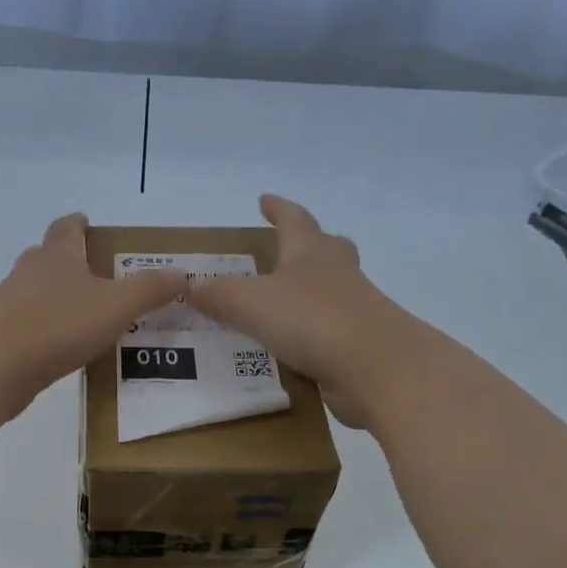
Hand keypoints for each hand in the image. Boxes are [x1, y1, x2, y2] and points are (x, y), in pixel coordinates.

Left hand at [0, 213, 184, 409]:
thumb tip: (182, 273)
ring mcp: (9, 304)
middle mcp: (29, 272)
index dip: (79, 224)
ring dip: (57, 298)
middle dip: (70, 262)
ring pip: (36, 292)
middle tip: (98, 275)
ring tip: (86, 316)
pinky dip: (46, 330)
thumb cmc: (57, 324)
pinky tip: (62, 349)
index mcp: (57, 256)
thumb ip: (149, 289)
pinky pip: (28, 325)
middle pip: (49, 257)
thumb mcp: (116, 306)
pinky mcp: (0, 336)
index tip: (88, 223)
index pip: (66, 227)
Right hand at [187, 195, 424, 426]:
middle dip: (309, 245)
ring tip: (282, 305)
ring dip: (310, 293)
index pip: (293, 219)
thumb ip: (217, 294)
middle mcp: (337, 274)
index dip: (277, 209)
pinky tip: (290, 349)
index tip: (264, 199)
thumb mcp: (249, 302)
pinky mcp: (360, 346)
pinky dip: (311, 335)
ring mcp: (355, 310)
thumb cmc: (311, 319)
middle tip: (290, 249)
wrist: (377, 368)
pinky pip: (330, 332)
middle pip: (328, 249)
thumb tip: (189, 285)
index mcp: (311, 252)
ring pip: (332, 291)